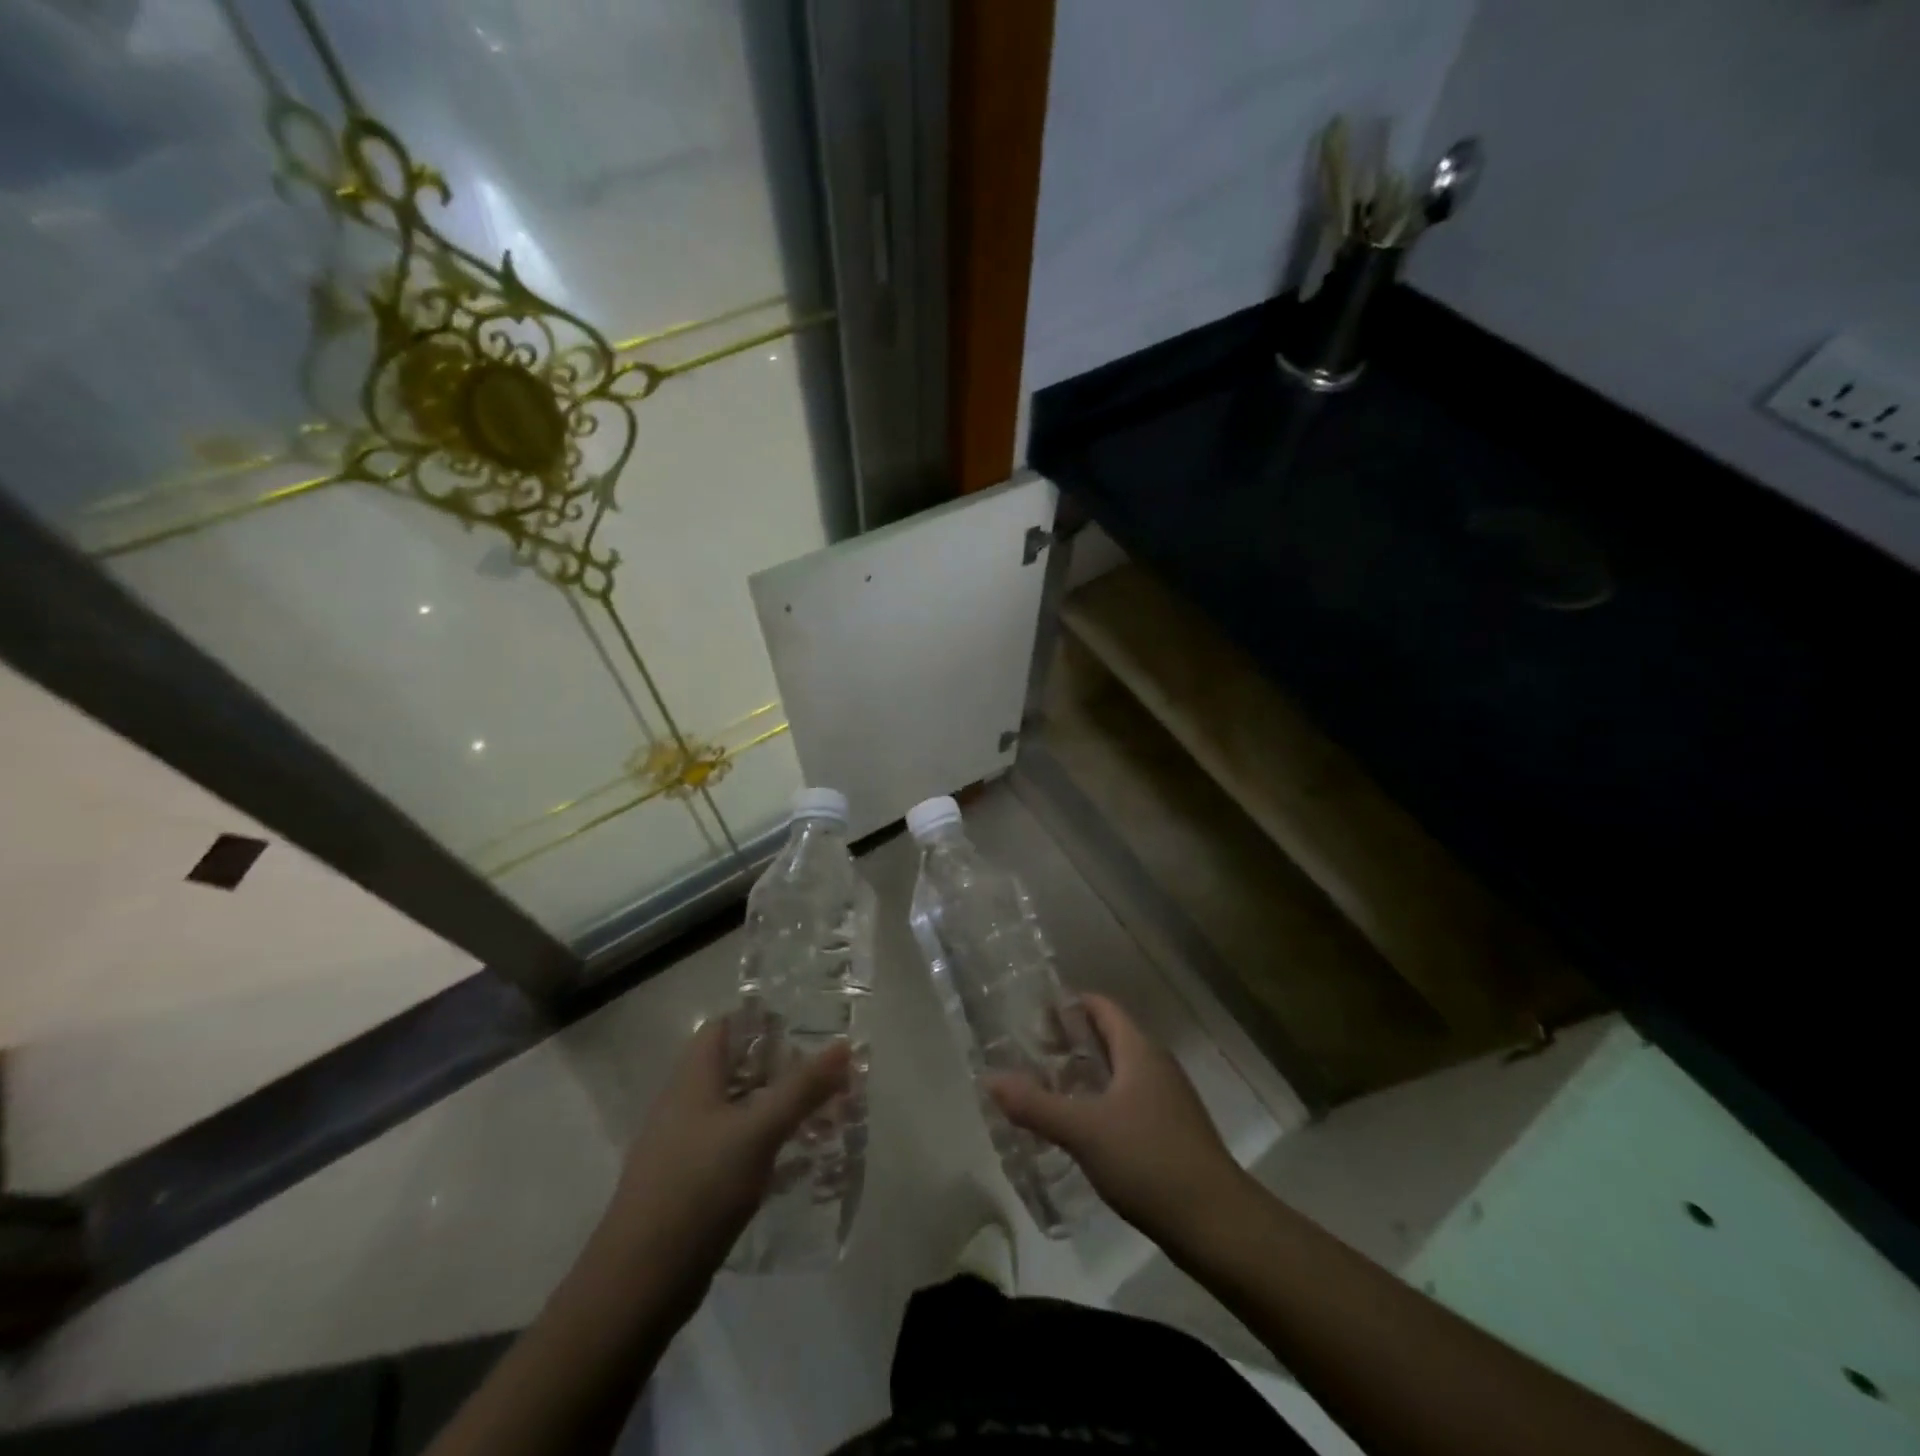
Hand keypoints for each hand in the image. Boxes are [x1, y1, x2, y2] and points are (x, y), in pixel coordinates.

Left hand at [597, 1016, 849, 1314]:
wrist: (639, 1282)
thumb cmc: (699, 1188)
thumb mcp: (759, 1131)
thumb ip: (803, 1087)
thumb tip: (844, 1045)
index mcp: (693, 1078)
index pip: (724, 1026)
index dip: (761, 1020)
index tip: (804, 1026)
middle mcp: (685, 1103)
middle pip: (735, 1067)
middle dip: (780, 1067)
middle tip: (824, 1073)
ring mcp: (685, 1145)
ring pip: (737, 1109)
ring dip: (775, 1107)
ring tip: (821, 1114)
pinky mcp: (691, 1183)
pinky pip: (734, 1147)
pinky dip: (764, 1145)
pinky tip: (795, 1162)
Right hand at [988, 994, 1246, 1247]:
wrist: (1218, 1224)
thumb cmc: (1149, 1160)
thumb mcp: (1084, 1130)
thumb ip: (1035, 1105)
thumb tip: (989, 1079)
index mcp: (1139, 1050)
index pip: (1101, 1007)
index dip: (1068, 1006)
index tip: (1032, 1018)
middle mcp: (1156, 1065)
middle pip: (1108, 1037)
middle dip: (1070, 1042)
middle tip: (1030, 1055)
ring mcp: (1168, 1099)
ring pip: (1119, 1071)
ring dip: (1084, 1074)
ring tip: (1047, 1090)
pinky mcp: (1172, 1131)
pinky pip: (1129, 1100)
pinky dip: (1101, 1101)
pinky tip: (1081, 1129)